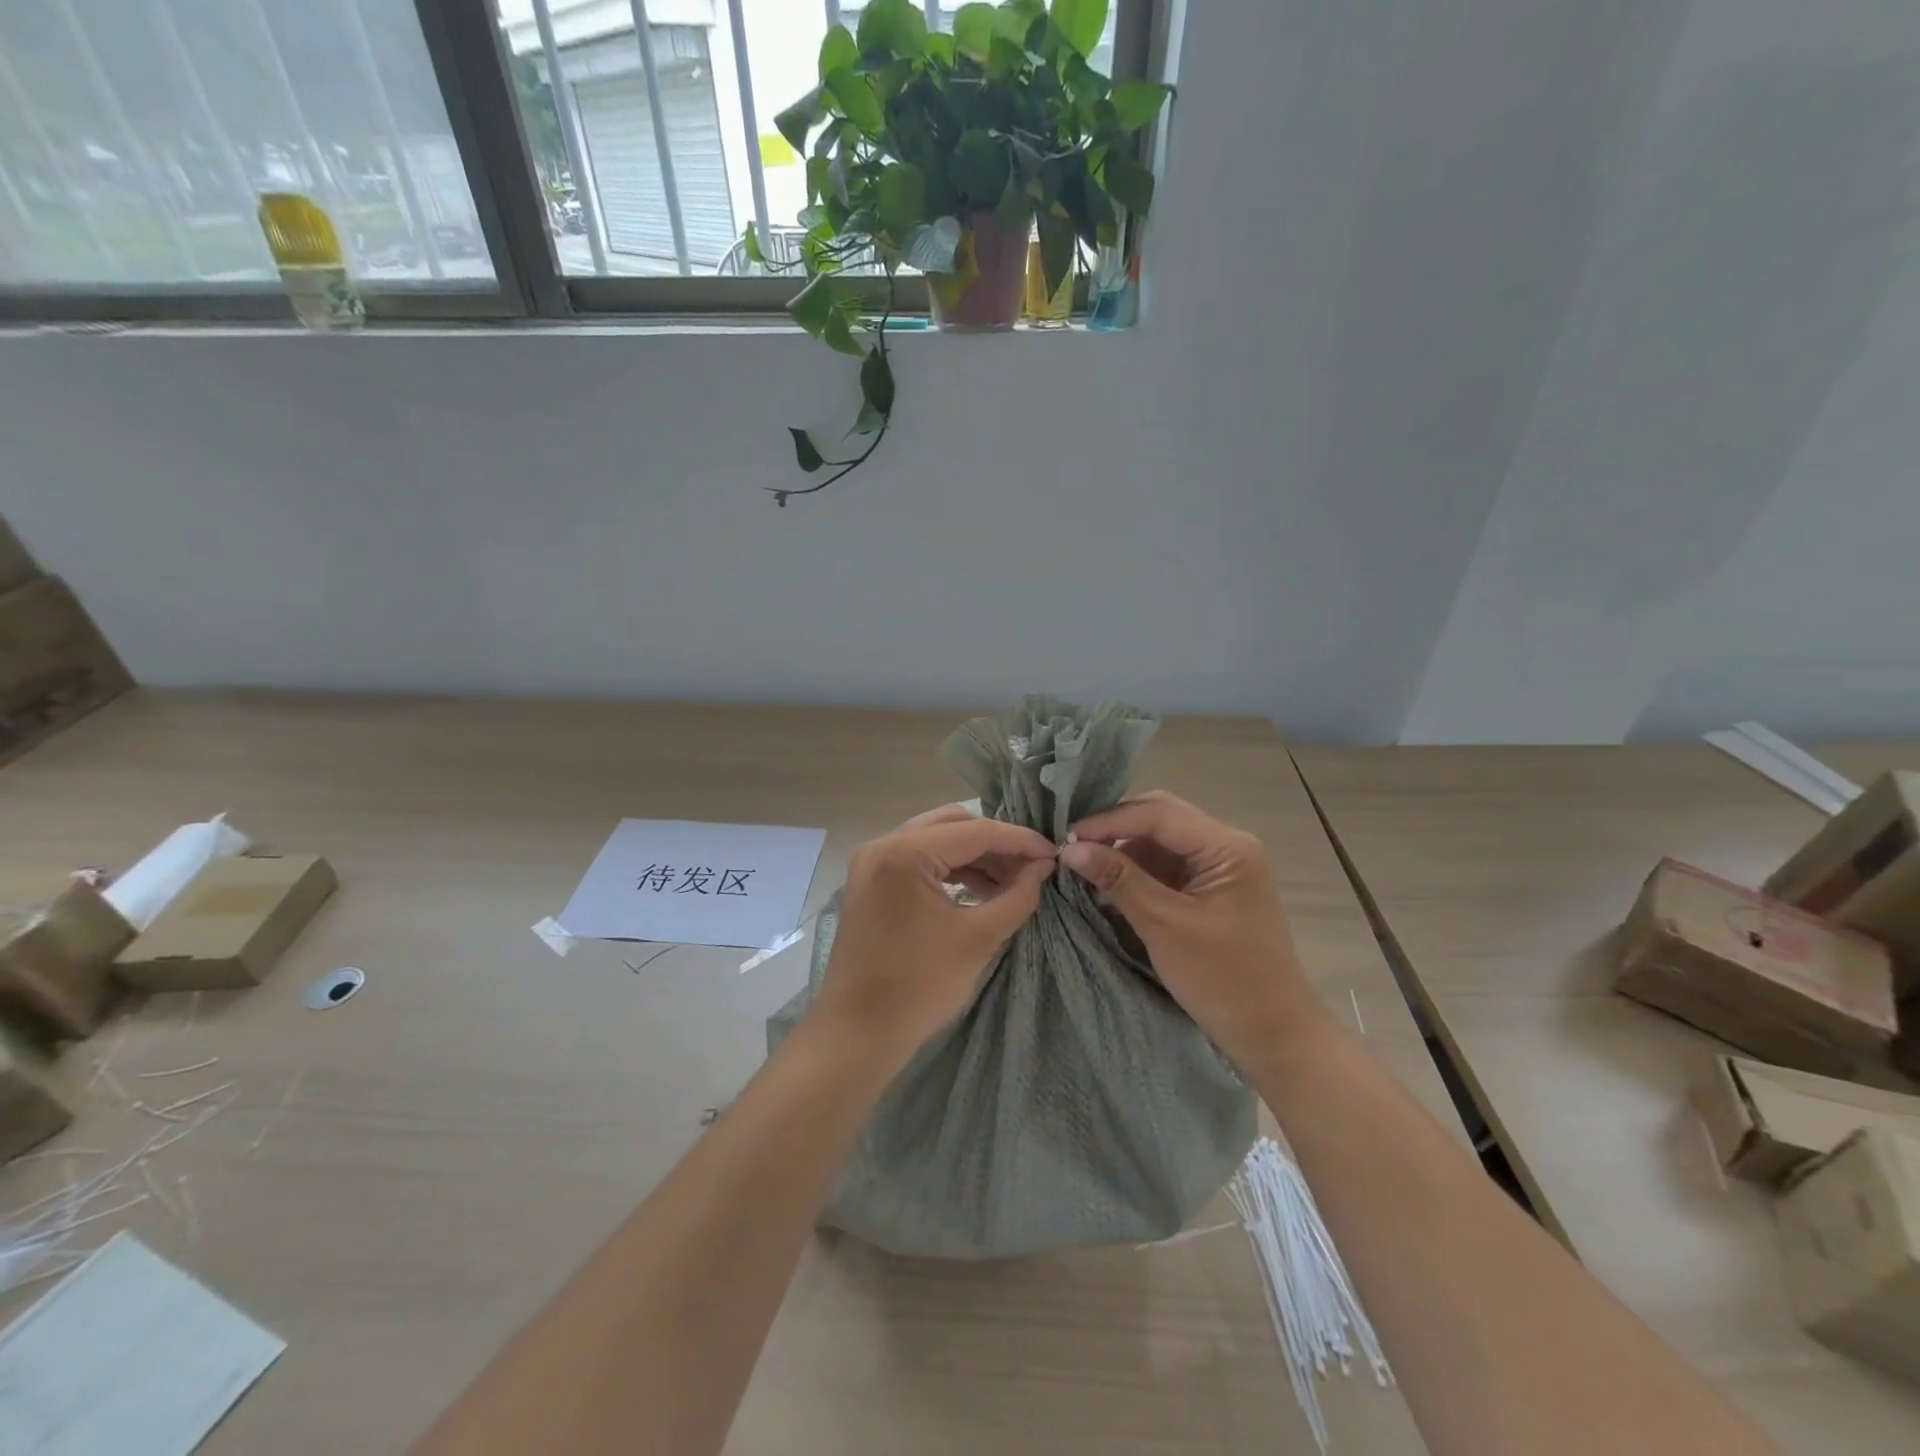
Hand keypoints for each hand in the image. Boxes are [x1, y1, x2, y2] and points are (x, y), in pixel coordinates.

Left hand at [812, 806, 1056, 1068]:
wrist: (857, 1033)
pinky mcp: (870, 881)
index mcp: (905, 852)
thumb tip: (1043, 867)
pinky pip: (918, 859)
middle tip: (1031, 866)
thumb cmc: (919, 987)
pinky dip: (950, 868)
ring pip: (935, 839)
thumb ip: (1017, 896)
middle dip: (996, 842)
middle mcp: (883, 844)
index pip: (976, 831)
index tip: (1054, 854)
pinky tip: (979, 890)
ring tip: (1012, 882)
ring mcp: (872, 862)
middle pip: (953, 824)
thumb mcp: (978, 938)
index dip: (1020, 840)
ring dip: (974, 856)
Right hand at [1060, 792, 1326, 1076]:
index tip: (1066, 837)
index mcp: (1227, 847)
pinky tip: (1110, 887)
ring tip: (1085, 870)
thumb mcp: (1164, 925)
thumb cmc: (1223, 979)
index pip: (1158, 813)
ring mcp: (1221, 867)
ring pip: (1161, 842)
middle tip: (1073, 848)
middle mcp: (1227, 846)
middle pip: (1161, 819)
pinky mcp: (1212, 889)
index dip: (1109, 821)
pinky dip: (1137, 873)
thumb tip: (1070, 848)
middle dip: (1115, 831)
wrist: (1273, 1033)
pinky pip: (1167, 866)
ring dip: (1124, 852)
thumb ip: (1118, 880)